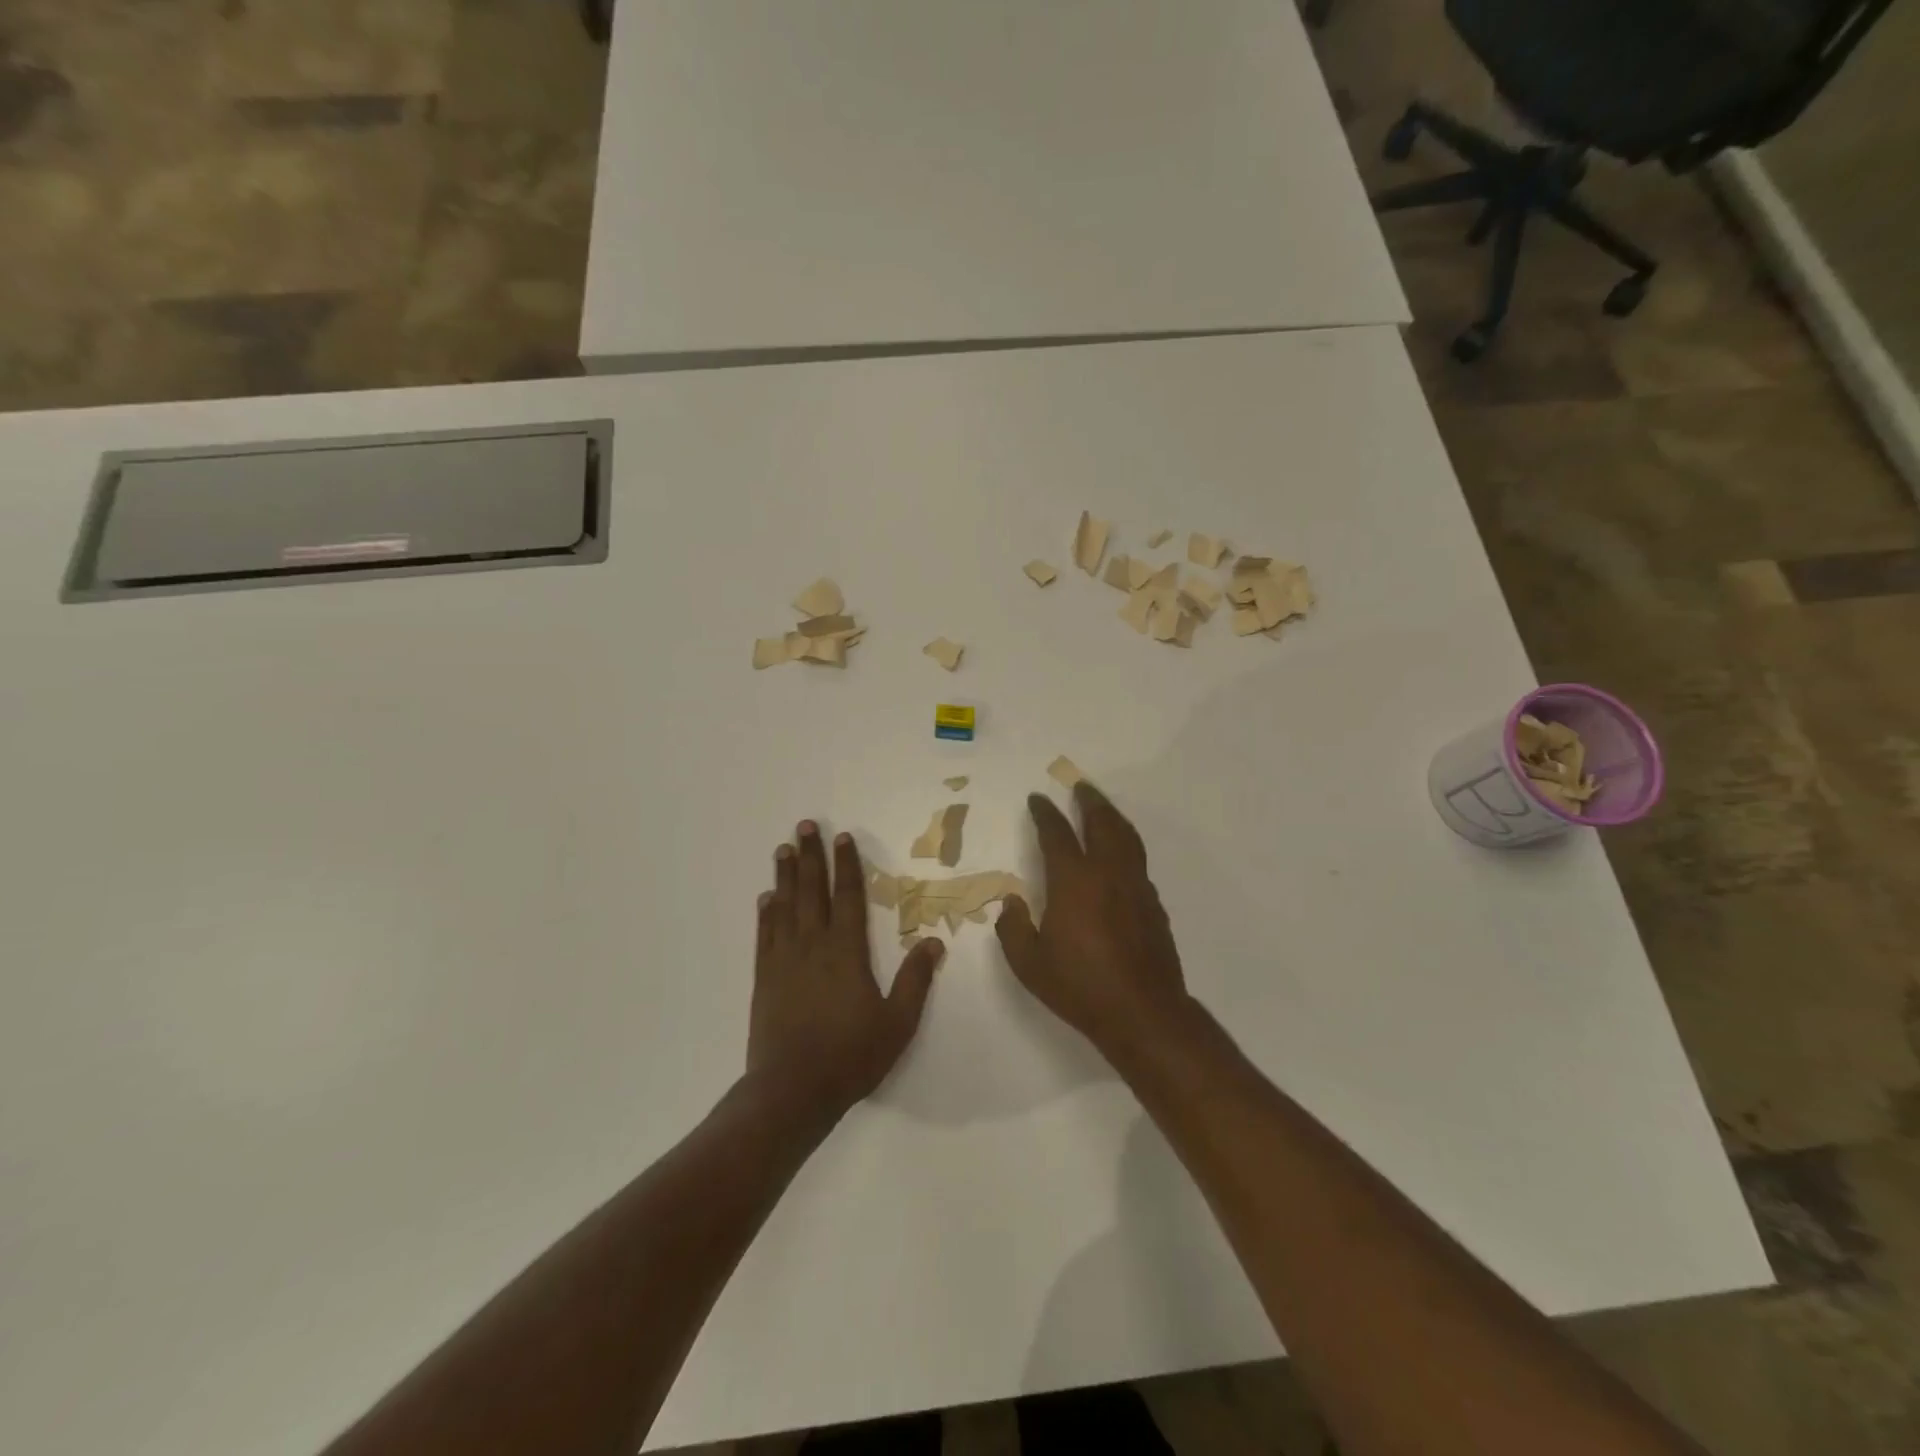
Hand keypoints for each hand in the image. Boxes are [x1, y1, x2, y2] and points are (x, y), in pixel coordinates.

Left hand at [748, 821, 944, 1130]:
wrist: (792, 1090)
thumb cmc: (851, 1056)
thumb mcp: (897, 1022)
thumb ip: (915, 980)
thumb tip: (934, 942)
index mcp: (847, 952)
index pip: (848, 897)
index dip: (847, 865)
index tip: (843, 837)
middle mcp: (813, 946)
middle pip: (812, 891)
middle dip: (810, 857)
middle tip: (804, 826)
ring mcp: (785, 960)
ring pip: (785, 907)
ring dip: (785, 876)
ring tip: (783, 849)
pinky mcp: (765, 978)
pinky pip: (765, 935)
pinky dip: (766, 913)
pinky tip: (766, 898)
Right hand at [996, 782, 1193, 1058]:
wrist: (1143, 1012)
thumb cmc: (1080, 987)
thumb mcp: (1030, 964)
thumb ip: (1014, 928)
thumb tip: (1011, 902)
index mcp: (1074, 881)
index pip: (1057, 834)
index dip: (1045, 813)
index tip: (1038, 799)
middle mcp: (1108, 874)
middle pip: (1102, 823)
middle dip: (1089, 801)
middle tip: (1080, 786)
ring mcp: (1135, 886)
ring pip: (1127, 837)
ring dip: (1112, 817)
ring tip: (1102, 808)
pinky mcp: (1153, 903)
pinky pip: (1138, 860)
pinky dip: (1126, 844)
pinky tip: (1119, 854)